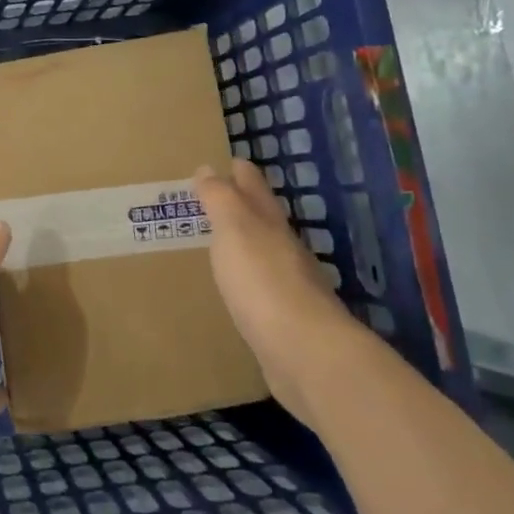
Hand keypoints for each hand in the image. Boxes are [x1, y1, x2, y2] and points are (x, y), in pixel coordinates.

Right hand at [194, 159, 356, 422]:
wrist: (304, 353)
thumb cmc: (263, 281)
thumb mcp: (235, 229)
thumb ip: (220, 199)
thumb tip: (209, 168)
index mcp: (270, 225)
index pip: (254, 188)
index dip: (242, 173)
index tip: (231, 160)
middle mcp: (284, 251)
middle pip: (264, 220)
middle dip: (244, 205)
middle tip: (217, 197)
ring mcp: (288, 288)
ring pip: (264, 255)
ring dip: (245, 245)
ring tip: (220, 241)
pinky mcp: (284, 323)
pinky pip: (261, 291)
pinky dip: (248, 282)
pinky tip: (237, 290)